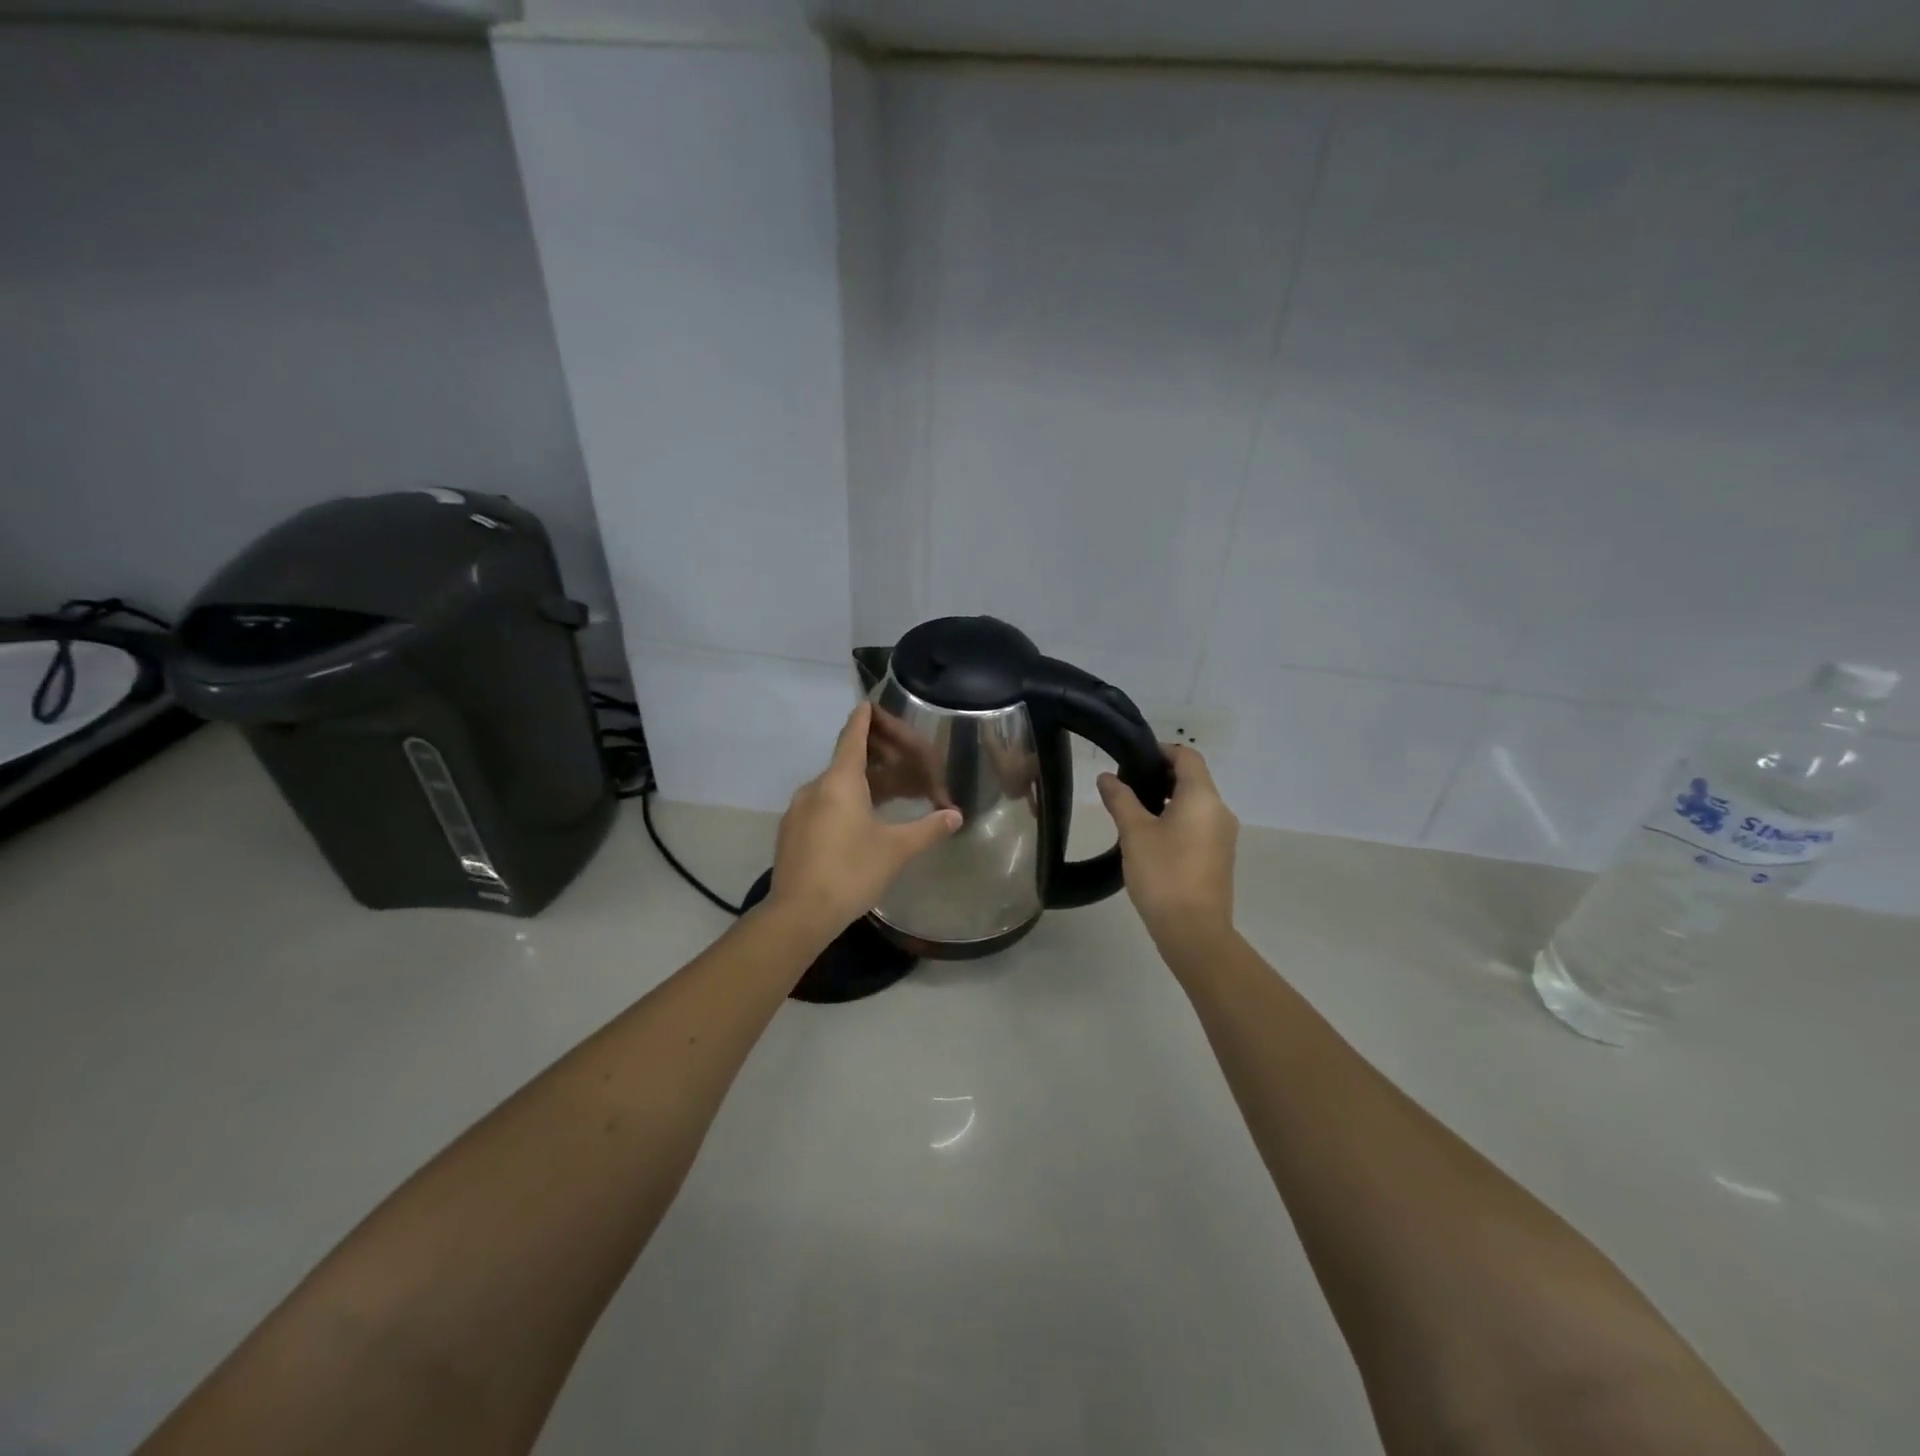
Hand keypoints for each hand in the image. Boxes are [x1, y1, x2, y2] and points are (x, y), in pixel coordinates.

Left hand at [768, 702, 961, 936]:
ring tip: (887, 796)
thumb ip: (927, 828)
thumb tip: (955, 815)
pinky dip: (842, 803)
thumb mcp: (896, 849)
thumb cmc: (851, 872)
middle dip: (874, 758)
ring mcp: (799, 810)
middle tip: (900, 762)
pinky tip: (858, 824)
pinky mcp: (791, 832)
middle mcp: (815, 787)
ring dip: (860, 784)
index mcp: (840, 781)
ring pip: (834, 786)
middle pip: (846, 760)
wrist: (798, 914)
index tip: (870, 703)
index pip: (853, 736)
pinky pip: (822, 805)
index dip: (864, 719)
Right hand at [1097, 745, 1238, 947]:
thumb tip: (1106, 777)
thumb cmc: (1163, 873)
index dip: (1161, 751)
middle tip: (1127, 786)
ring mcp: (1224, 835)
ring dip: (1168, 799)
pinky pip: (1199, 824)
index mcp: (1203, 797)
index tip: (1132, 759)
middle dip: (1161, 776)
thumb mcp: (1134, 832)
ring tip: (1135, 812)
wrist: (1194, 931)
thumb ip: (1120, 799)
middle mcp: (1220, 810)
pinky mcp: (1220, 856)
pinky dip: (1178, 820)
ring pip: (1196, 803)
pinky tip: (1152, 838)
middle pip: (1193, 779)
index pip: (1187, 756)